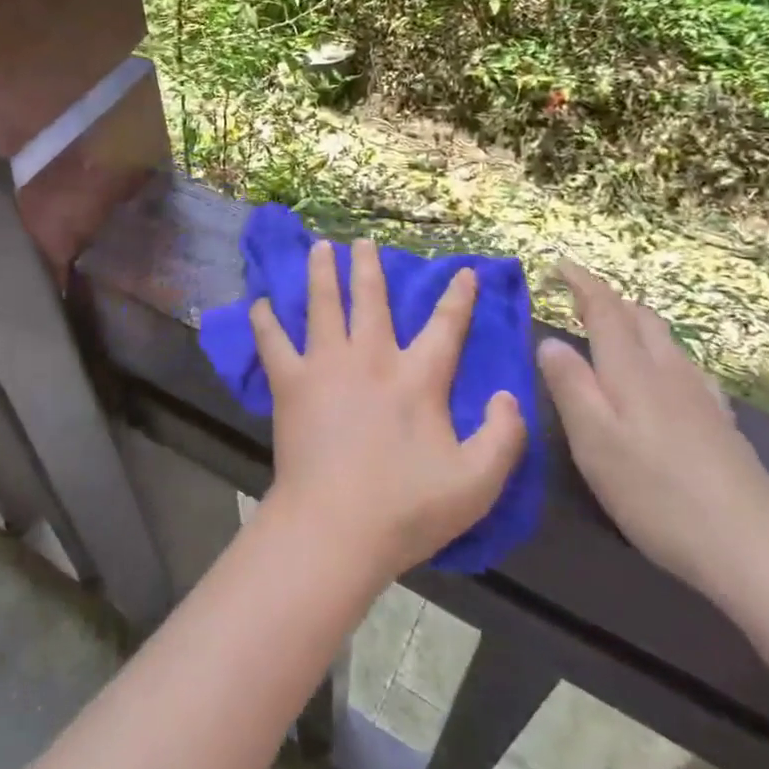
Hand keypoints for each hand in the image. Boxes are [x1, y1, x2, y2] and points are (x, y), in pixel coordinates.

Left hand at [251, 239, 526, 582]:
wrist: (335, 527)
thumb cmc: (406, 508)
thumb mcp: (477, 483)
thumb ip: (504, 437)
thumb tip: (510, 395)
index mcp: (417, 379)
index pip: (445, 327)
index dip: (458, 297)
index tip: (463, 270)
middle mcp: (371, 359)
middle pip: (371, 300)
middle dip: (370, 267)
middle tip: (364, 241)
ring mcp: (326, 366)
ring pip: (323, 306)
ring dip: (322, 274)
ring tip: (320, 247)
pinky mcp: (290, 384)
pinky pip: (272, 342)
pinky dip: (264, 320)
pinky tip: (258, 303)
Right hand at [536, 262, 768, 608]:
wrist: (756, 552)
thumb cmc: (657, 493)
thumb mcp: (593, 440)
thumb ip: (569, 385)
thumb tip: (549, 341)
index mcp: (632, 371)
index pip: (605, 309)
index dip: (582, 282)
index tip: (559, 263)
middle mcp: (670, 372)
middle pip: (641, 318)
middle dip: (608, 300)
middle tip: (577, 299)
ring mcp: (702, 398)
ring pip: (666, 341)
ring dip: (635, 325)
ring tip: (612, 334)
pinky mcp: (721, 426)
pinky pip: (685, 369)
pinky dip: (661, 355)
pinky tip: (664, 381)